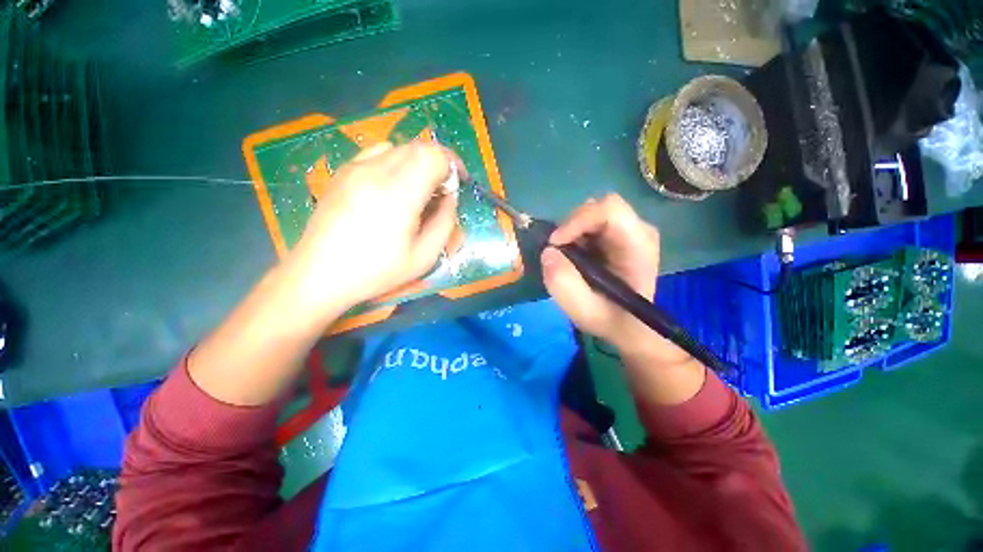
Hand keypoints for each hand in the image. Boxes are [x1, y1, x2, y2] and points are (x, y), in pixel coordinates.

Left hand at [286, 142, 464, 315]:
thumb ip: (445, 222)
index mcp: (398, 194)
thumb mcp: (424, 257)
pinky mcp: (343, 172)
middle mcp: (375, 171)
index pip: (433, 156)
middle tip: (442, 191)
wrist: (318, 275)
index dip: (452, 164)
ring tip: (419, 191)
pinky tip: (393, 188)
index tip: (459, 182)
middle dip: (438, 164)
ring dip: (418, 163)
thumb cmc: (375, 271)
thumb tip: (450, 197)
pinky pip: (378, 153)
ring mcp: (355, 168)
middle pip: (418, 147)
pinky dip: (396, 163)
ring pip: (399, 148)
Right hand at [541, 194, 685, 363]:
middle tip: (558, 252)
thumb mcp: (583, 309)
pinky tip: (575, 256)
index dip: (577, 221)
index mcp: (638, 245)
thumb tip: (548, 252)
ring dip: (572, 232)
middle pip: (598, 207)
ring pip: (591, 213)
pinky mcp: (616, 235)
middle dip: (571, 227)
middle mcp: (637, 230)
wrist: (626, 326)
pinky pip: (589, 223)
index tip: (555, 243)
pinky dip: (574, 235)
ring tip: (568, 257)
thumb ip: (563, 282)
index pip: (610, 210)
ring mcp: (628, 231)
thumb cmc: (610, 319)